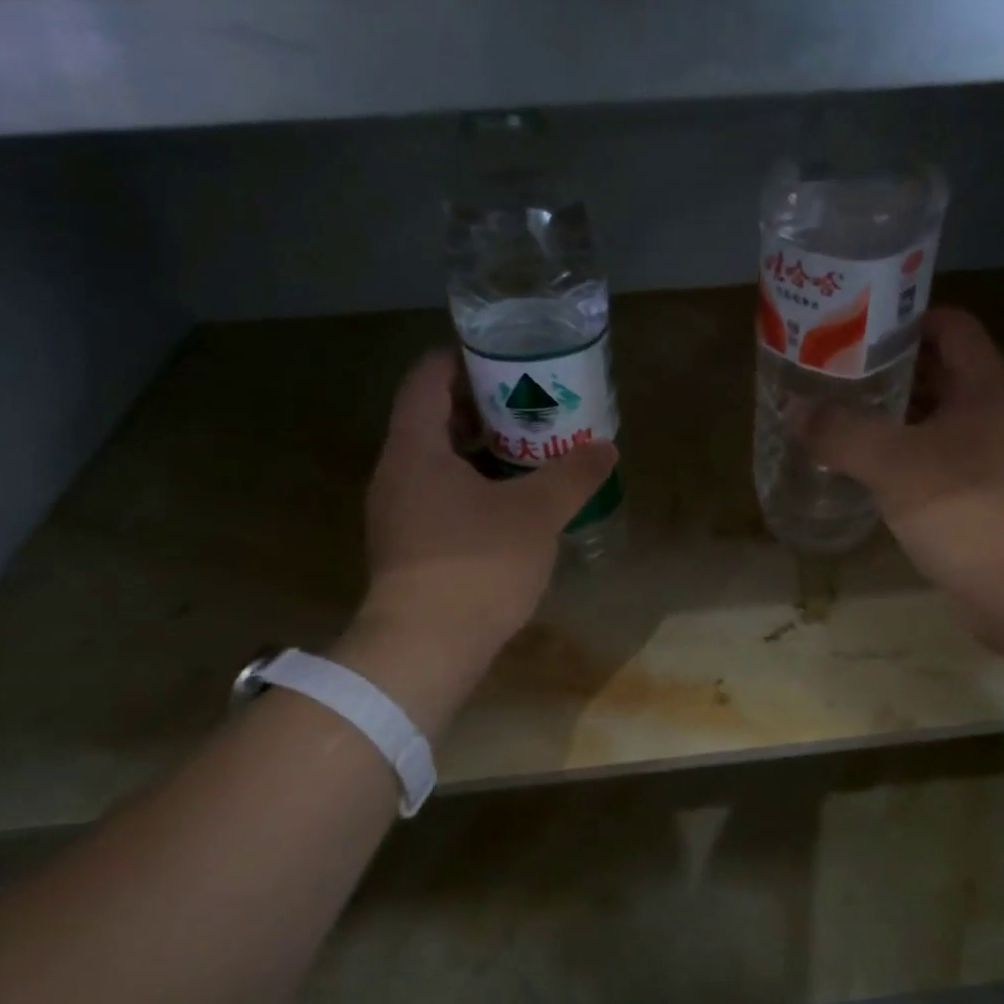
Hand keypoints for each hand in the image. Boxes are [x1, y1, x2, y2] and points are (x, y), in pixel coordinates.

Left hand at [332, 349, 617, 734]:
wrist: (426, 646)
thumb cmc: (477, 563)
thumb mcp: (536, 513)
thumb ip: (572, 475)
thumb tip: (607, 448)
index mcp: (415, 449)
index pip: (427, 379)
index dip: (462, 359)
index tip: (504, 357)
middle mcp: (397, 474)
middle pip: (433, 420)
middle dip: (482, 408)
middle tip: (531, 403)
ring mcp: (399, 514)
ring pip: (440, 464)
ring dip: (481, 452)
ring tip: (531, 451)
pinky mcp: (411, 549)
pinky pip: (442, 499)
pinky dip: (475, 489)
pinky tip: (513, 504)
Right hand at [800, 306, 1003, 638]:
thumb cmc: (967, 512)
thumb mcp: (896, 465)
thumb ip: (842, 432)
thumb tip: (794, 408)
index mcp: (982, 386)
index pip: (947, 324)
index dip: (902, 317)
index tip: (850, 326)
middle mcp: (985, 411)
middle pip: (932, 369)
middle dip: (881, 366)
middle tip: (826, 370)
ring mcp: (978, 455)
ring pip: (925, 416)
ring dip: (882, 412)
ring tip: (829, 411)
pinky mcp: (966, 492)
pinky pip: (922, 456)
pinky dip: (890, 452)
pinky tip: (853, 463)